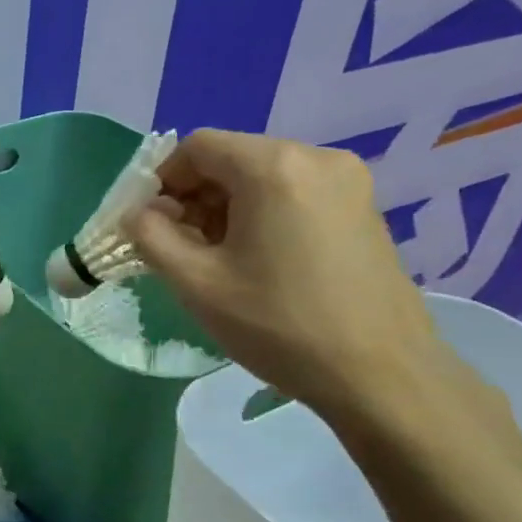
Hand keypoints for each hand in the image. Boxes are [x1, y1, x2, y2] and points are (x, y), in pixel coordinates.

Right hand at [126, 130, 451, 423]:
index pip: (197, 146)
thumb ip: (152, 237)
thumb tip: (140, 213)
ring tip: (220, 260)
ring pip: (264, 176)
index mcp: (273, 166)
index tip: (151, 225)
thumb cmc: (279, 326)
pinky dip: (264, 214)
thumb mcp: (197, 284)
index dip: (163, 180)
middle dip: (196, 197)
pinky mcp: (364, 207)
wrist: (382, 375)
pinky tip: (262, 261)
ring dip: (228, 208)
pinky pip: (296, 192)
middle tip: (181, 248)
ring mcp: (348, 181)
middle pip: (232, 158)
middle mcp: (316, 157)